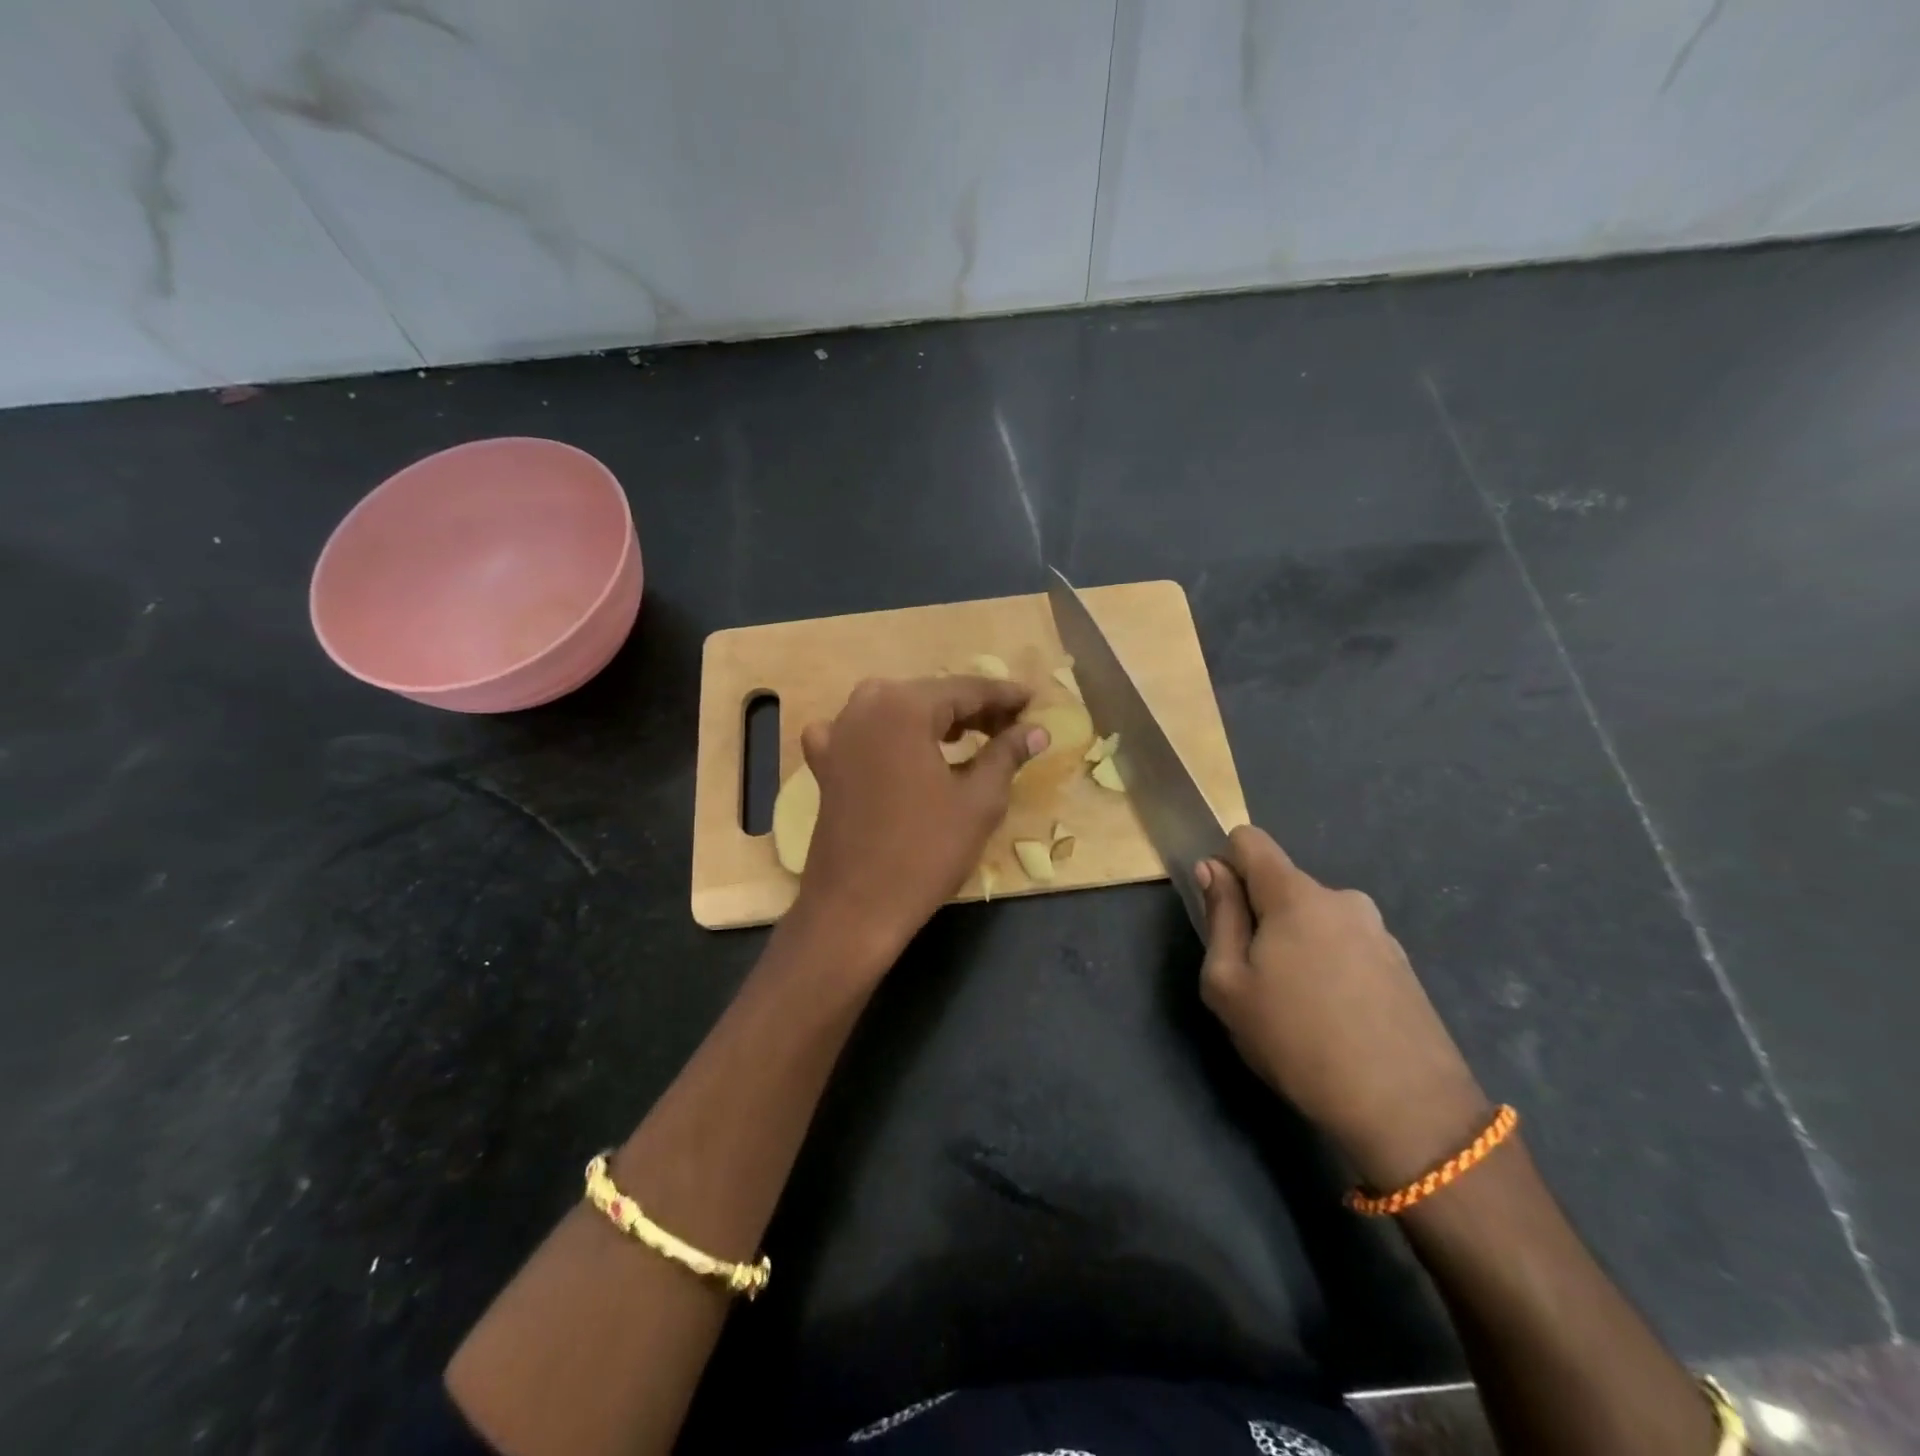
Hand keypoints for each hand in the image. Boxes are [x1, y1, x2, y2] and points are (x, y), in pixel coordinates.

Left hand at [790, 676, 1047, 967]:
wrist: (855, 907)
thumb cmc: (925, 851)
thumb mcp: (979, 800)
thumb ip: (1007, 754)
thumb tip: (1037, 731)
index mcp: (903, 706)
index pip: (965, 689)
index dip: (1003, 696)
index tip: (1033, 701)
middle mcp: (864, 705)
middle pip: (930, 696)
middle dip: (971, 709)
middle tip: (1010, 726)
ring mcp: (837, 733)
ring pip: (897, 712)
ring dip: (934, 722)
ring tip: (970, 737)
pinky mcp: (824, 763)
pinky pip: (862, 735)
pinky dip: (889, 738)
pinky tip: (902, 752)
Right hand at [1197, 826, 1489, 1191]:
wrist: (1408, 1112)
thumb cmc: (1297, 1040)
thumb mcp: (1229, 983)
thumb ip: (1219, 917)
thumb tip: (1213, 869)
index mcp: (1296, 894)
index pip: (1249, 840)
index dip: (1226, 865)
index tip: (1222, 913)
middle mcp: (1342, 898)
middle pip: (1282, 885)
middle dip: (1260, 917)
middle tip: (1255, 979)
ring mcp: (1379, 931)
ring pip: (1314, 919)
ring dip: (1295, 945)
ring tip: (1297, 1007)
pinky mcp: (1402, 965)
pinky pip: (1345, 946)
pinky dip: (1328, 966)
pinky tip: (1335, 1020)